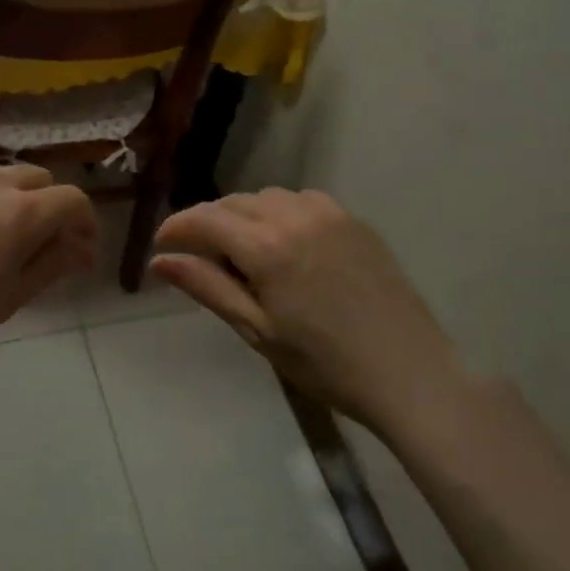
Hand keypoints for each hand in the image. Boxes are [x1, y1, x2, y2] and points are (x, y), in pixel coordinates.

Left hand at [0, 164, 96, 383]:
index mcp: (20, 212)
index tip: (78, 252)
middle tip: (34, 246)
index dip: (84, 224)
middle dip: (47, 208)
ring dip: (6, 200)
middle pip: (37, 180)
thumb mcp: (7, 300)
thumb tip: (82, 249)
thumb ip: (52, 265)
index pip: (73, 200)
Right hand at [152, 189, 459, 433]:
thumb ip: (207, 287)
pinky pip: (302, 201)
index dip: (176, 228)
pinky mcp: (354, 220)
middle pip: (234, 203)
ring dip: (244, 215)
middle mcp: (295, 215)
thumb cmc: (324, 363)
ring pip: (268, 197)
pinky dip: (280, 213)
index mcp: (267, 246)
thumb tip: (160, 261)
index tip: (160, 246)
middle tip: (197, 256)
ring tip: (240, 252)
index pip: (205, 220)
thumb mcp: (257, 331)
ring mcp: (329, 213)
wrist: (409, 373)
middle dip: (207, 222)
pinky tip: (284, 243)